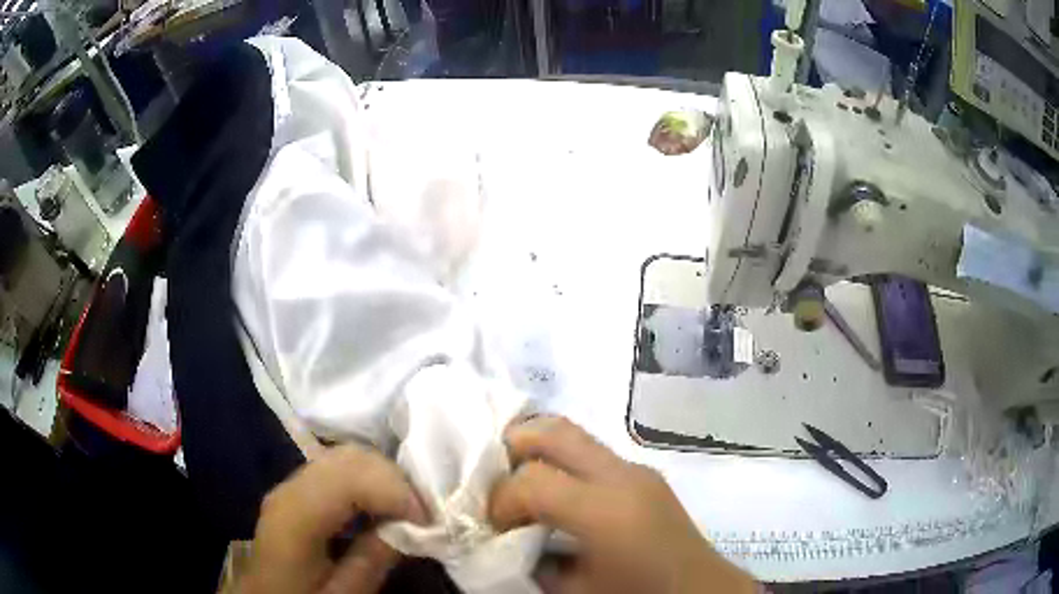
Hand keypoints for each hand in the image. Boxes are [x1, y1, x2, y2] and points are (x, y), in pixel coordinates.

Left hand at [238, 444, 428, 593]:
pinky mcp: (298, 490)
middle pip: (349, 457)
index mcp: (294, 515)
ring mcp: (291, 484)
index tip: (428, 522)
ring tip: (407, 510)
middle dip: (396, 479)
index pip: (350, 477)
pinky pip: (338, 469)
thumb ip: (373, 559)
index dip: (396, 491)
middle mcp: (290, 487)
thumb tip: (412, 527)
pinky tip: (382, 506)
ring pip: (346, 456)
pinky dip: (369, 480)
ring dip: (384, 477)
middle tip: (424, 514)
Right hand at [490, 416, 755, 593]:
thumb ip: (533, 562)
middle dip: (513, 448)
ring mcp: (638, 469)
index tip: (494, 525)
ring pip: (573, 434)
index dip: (501, 500)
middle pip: (554, 431)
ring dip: (539, 453)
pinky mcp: (644, 474)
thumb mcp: (576, 591)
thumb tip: (504, 540)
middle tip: (497, 481)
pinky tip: (560, 497)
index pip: (532, 479)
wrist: (700, 591)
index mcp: (606, 510)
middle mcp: (623, 476)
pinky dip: (562, 464)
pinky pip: (592, 454)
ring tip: (524, 488)